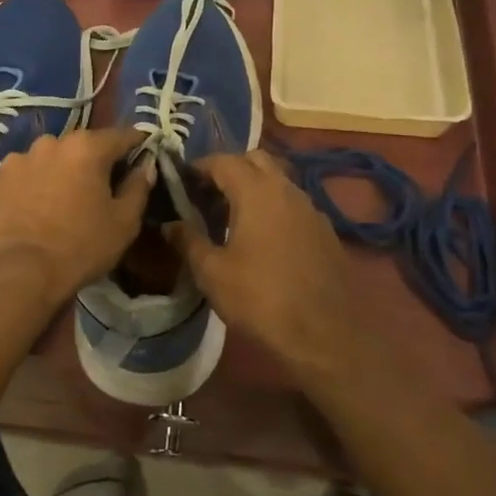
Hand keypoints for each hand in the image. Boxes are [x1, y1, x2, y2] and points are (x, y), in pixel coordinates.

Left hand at [0, 127, 154, 305]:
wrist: (17, 272)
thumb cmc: (80, 246)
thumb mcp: (124, 222)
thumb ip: (138, 187)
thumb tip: (145, 165)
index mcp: (87, 147)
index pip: (123, 135)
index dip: (137, 145)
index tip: (143, 158)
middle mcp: (52, 142)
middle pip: (83, 146)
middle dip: (94, 161)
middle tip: (100, 188)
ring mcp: (19, 158)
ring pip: (50, 159)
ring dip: (60, 172)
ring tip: (62, 201)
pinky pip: (24, 176)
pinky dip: (33, 186)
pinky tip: (35, 210)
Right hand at [168, 151, 353, 365]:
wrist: (325, 335)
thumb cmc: (261, 298)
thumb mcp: (212, 273)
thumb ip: (188, 241)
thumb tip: (170, 224)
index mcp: (256, 191)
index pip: (223, 160)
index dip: (199, 166)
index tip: (181, 181)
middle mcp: (286, 189)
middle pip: (255, 160)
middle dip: (229, 169)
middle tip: (207, 194)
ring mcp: (311, 208)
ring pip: (278, 181)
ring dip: (254, 187)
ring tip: (232, 216)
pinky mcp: (325, 230)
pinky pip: (293, 204)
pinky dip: (274, 207)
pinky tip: (264, 238)